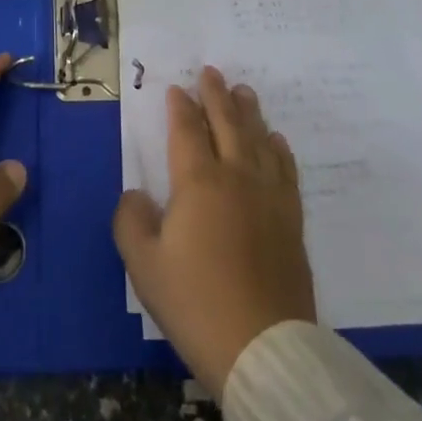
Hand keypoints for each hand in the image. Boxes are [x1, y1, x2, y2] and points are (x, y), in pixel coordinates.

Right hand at [113, 65, 315, 394]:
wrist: (263, 349)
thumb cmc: (196, 303)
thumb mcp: (143, 266)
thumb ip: (131, 220)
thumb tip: (136, 194)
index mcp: (198, 181)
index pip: (187, 130)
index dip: (181, 107)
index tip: (177, 88)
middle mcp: (236, 176)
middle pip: (226, 123)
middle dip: (216, 94)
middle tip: (212, 71)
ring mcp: (268, 196)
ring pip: (258, 139)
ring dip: (248, 112)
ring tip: (244, 91)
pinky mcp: (291, 219)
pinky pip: (285, 170)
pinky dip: (279, 149)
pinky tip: (276, 140)